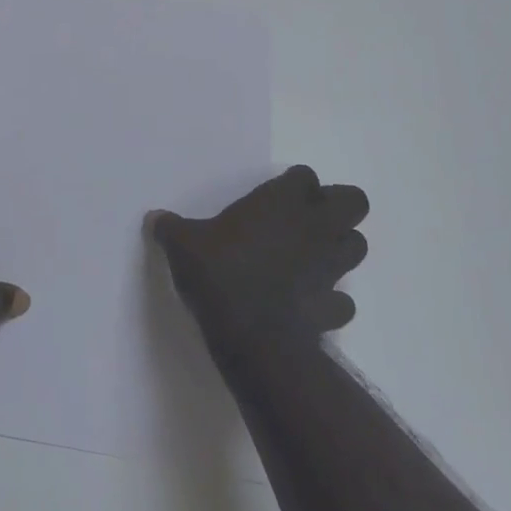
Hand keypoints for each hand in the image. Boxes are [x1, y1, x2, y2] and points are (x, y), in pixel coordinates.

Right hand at [149, 165, 368, 349]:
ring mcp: (330, 267)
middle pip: (353, 202)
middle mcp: (314, 227)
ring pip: (357, 246)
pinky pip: (343, 300)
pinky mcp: (334, 306)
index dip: (296, 185)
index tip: (277, 197)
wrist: (251, 334)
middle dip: (338, 207)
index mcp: (282, 202)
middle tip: (308, 219)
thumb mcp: (183, 244)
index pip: (305, 176)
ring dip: (340, 248)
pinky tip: (309, 303)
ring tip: (312, 257)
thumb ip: (171, 228)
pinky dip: (332, 300)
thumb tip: (153, 218)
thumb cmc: (219, 273)